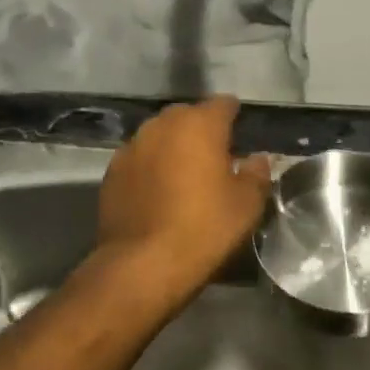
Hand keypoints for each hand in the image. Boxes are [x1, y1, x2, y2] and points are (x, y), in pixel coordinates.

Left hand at [94, 97, 270, 306]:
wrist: (141, 265)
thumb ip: (256, 174)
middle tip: (214, 154)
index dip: (233, 115)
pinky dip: (151, 165)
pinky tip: (158, 189)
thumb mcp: (246, 205)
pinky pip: (139, 157)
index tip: (240, 131)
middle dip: (200, 128)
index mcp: (200, 124)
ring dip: (173, 145)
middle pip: (187, 115)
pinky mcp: (112, 171)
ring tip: (184, 171)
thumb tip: (258, 159)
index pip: (222, 104)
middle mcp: (163, 125)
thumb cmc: (203, 229)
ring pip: (159, 134)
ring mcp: (133, 146)